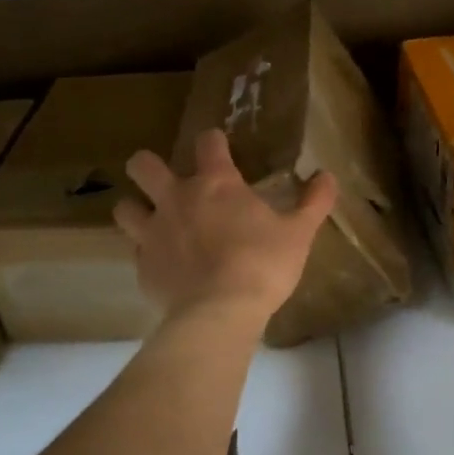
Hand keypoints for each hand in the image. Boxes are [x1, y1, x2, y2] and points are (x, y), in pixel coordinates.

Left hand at [114, 128, 338, 326]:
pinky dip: (147, 252)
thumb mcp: (299, 233)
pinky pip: (135, 250)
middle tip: (168, 181)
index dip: (213, 141)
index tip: (220, 149)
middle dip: (148, 166)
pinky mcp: (143, 266)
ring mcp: (154, 233)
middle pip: (142, 165)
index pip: (207, 142)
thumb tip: (328, 176)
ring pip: (125, 207)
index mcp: (216, 184)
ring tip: (154, 220)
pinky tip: (164, 263)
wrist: (220, 313)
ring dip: (136, 208)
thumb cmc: (263, 265)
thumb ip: (314, 202)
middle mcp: (176, 199)